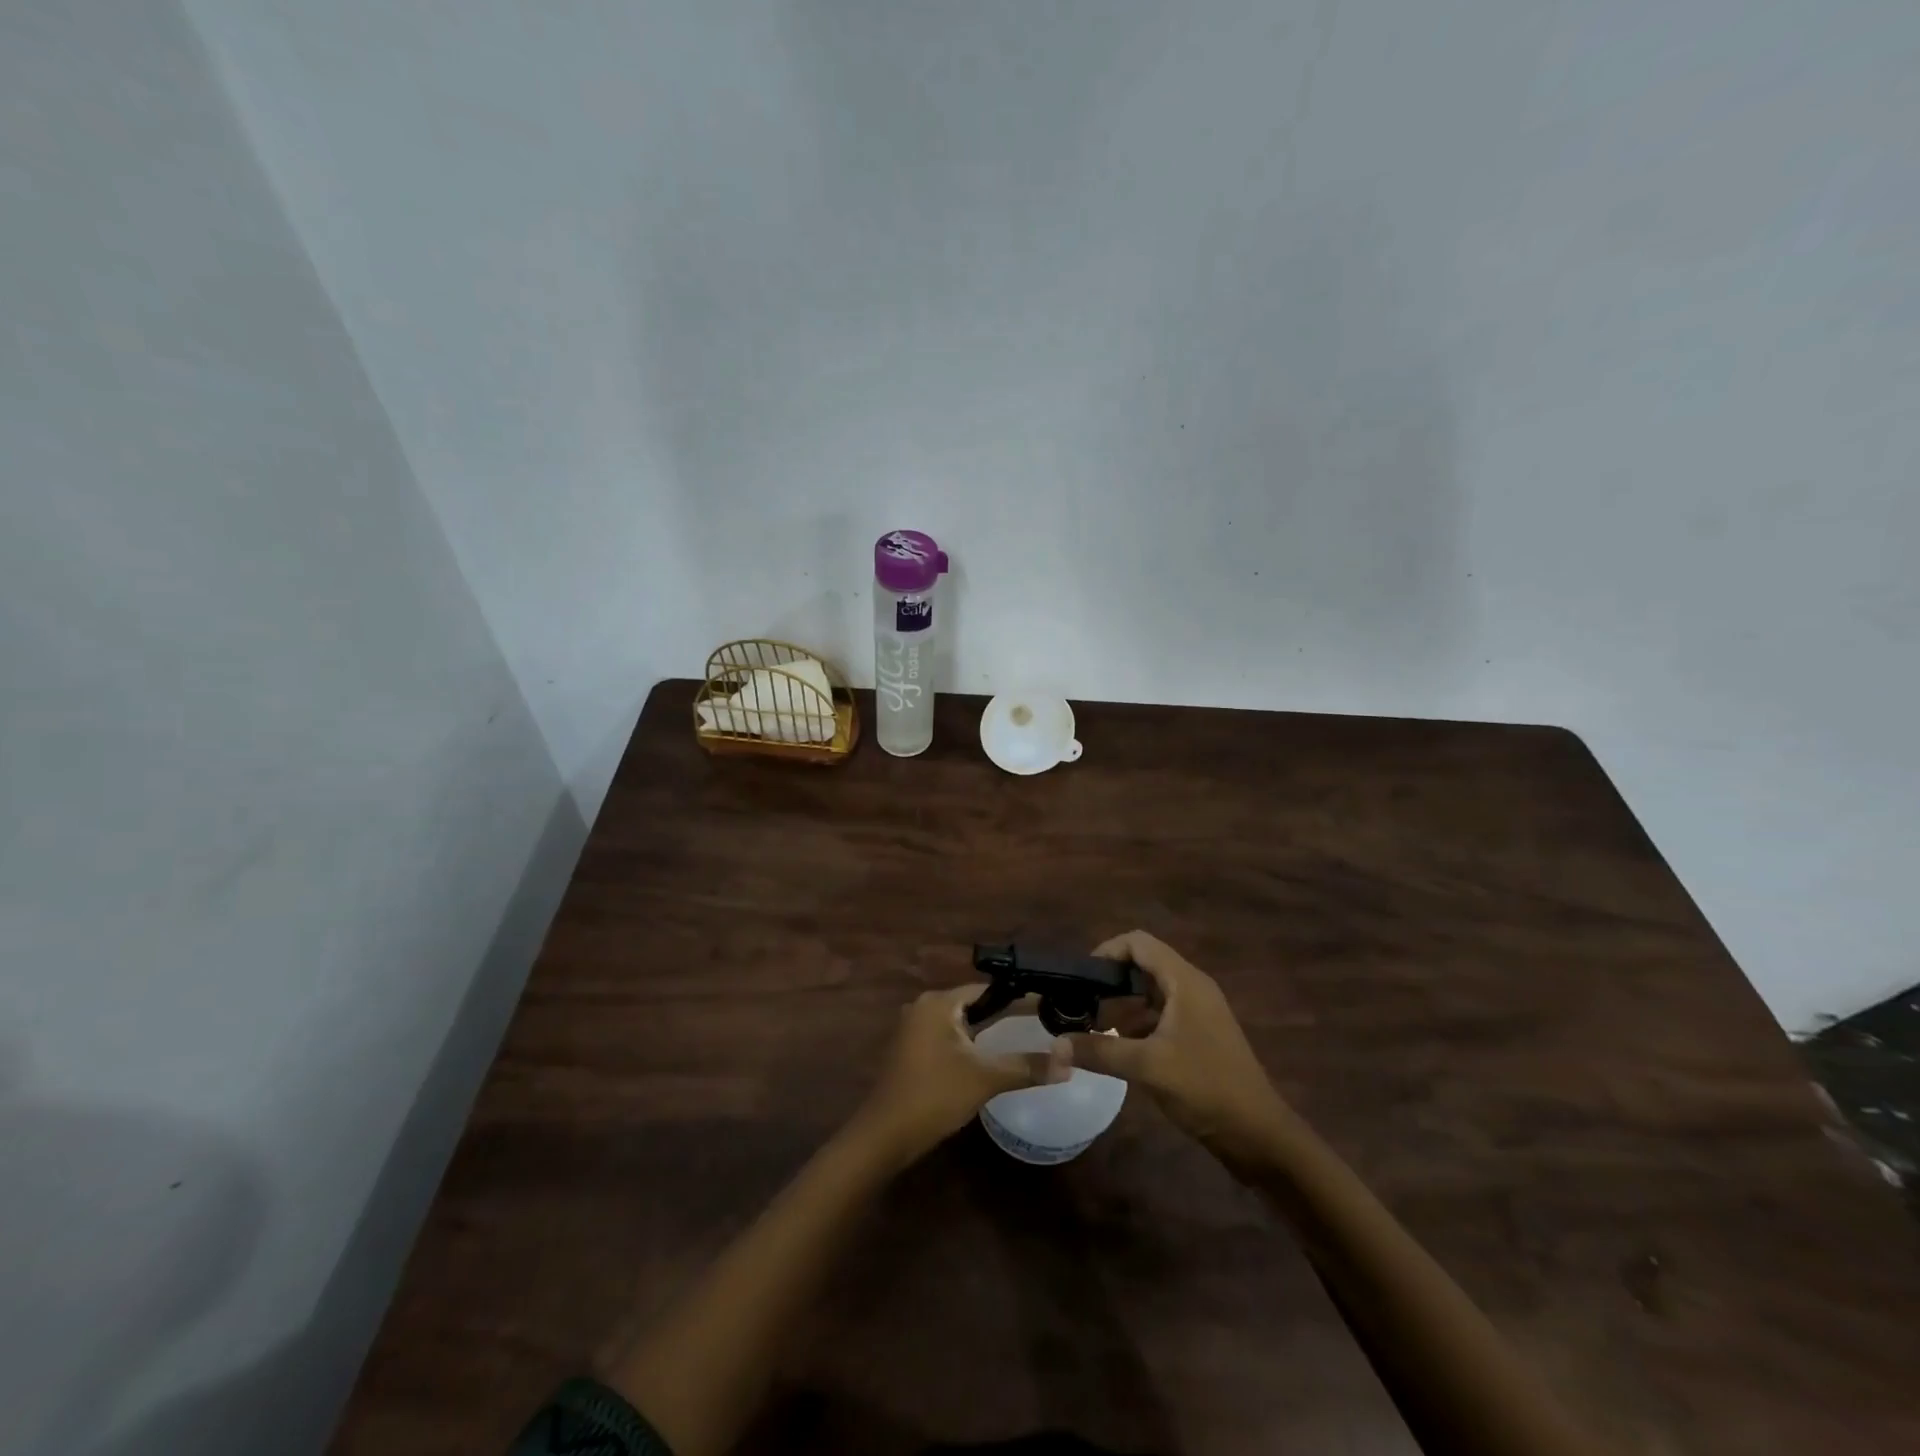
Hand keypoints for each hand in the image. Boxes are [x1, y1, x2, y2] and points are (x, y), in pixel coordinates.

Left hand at [859, 985, 1066, 1161]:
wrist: (885, 1136)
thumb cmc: (934, 1096)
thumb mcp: (985, 1079)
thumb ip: (1027, 1066)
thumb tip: (1069, 1061)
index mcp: (938, 1002)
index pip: (987, 989)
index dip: (1019, 997)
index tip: (1048, 1005)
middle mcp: (924, 1007)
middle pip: (974, 1004)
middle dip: (1006, 1013)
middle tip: (1043, 1023)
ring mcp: (915, 1029)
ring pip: (961, 1023)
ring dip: (988, 1030)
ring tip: (1025, 1038)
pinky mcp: (912, 1051)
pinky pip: (949, 1038)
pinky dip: (971, 1044)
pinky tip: (992, 1058)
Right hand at [1062, 931, 1289, 1158]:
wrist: (1258, 1135)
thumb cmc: (1205, 1088)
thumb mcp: (1147, 1067)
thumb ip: (1099, 1051)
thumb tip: (1055, 1044)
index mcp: (1185, 981)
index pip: (1139, 943)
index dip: (1107, 951)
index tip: (1080, 976)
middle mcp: (1192, 988)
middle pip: (1143, 966)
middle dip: (1110, 982)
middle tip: (1080, 1004)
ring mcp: (1198, 1012)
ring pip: (1151, 993)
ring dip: (1122, 1006)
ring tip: (1092, 1028)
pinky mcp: (1199, 1035)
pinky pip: (1161, 1016)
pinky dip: (1137, 1024)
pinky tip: (1118, 1049)